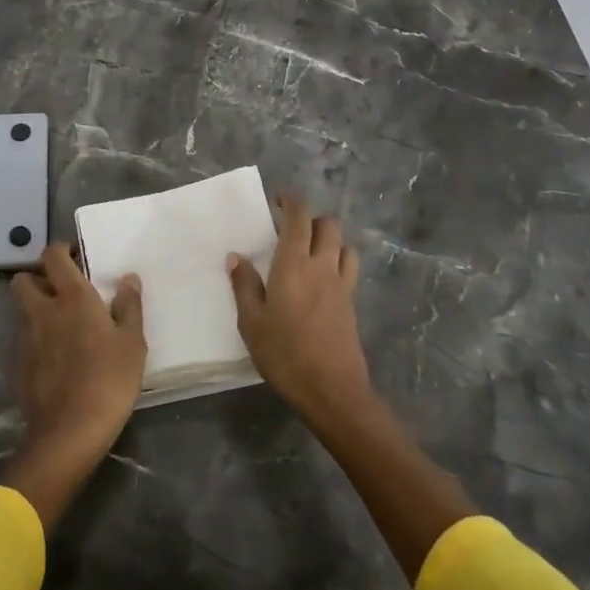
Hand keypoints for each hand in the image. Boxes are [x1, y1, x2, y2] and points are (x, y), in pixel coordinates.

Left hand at [0, 244, 145, 527]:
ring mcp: (25, 338)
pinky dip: (34, 339)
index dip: (60, 250)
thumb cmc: (110, 379)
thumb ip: (129, 306)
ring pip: (22, 310)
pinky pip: (22, 340)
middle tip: (60, 290)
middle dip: (37, 278)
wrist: (71, 431)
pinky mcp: (17, 364)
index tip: (75, 256)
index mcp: (72, 297)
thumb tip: (128, 278)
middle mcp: (43, 310)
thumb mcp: (133, 342)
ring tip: (58, 324)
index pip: (53, 256)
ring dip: (35, 308)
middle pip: (23, 279)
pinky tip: (52, 357)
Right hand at [229, 196, 373, 423]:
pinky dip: (337, 260)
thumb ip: (244, 286)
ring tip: (309, 251)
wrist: (332, 390)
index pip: (299, 218)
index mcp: (294, 264)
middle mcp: (322, 266)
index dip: (290, 201)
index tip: (278, 198)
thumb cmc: (285, 354)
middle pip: (327, 225)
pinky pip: (348, 267)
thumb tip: (236, 256)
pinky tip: (321, 279)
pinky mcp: (352, 303)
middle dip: (310, 218)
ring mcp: (342, 284)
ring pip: (343, 244)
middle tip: (290, 228)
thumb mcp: (251, 322)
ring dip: (329, 239)